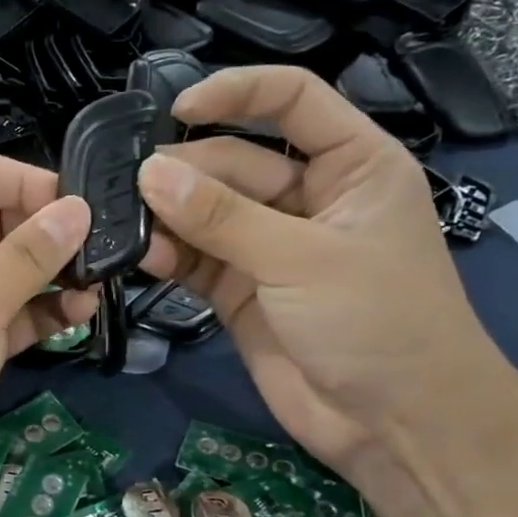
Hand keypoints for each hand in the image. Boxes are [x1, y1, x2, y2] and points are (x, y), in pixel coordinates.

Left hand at [0, 154, 96, 516]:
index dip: (33, 184)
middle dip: (50, 234)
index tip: (84, 211)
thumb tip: (78, 208)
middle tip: (103, 254)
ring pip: (9, 271)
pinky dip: (41, 313)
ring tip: (98, 289)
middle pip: (0, 220)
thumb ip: (30, 253)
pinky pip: (8, 313)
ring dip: (52, 276)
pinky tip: (78, 317)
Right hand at [137, 66, 508, 471]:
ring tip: (124, 223)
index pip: (291, 101)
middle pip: (232, 162)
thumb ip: (222, 217)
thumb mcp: (302, 259)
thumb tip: (148, 173)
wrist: (394, 423)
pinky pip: (194, 258)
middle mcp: (306, 197)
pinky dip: (167, 256)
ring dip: (167, 216)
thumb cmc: (378, 321)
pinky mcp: (239, 289)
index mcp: (350, 165)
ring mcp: (268, 245)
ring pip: (205, 212)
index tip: (176, 110)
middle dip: (184, 172)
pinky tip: (140, 257)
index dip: (236, 93)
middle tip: (128, 187)